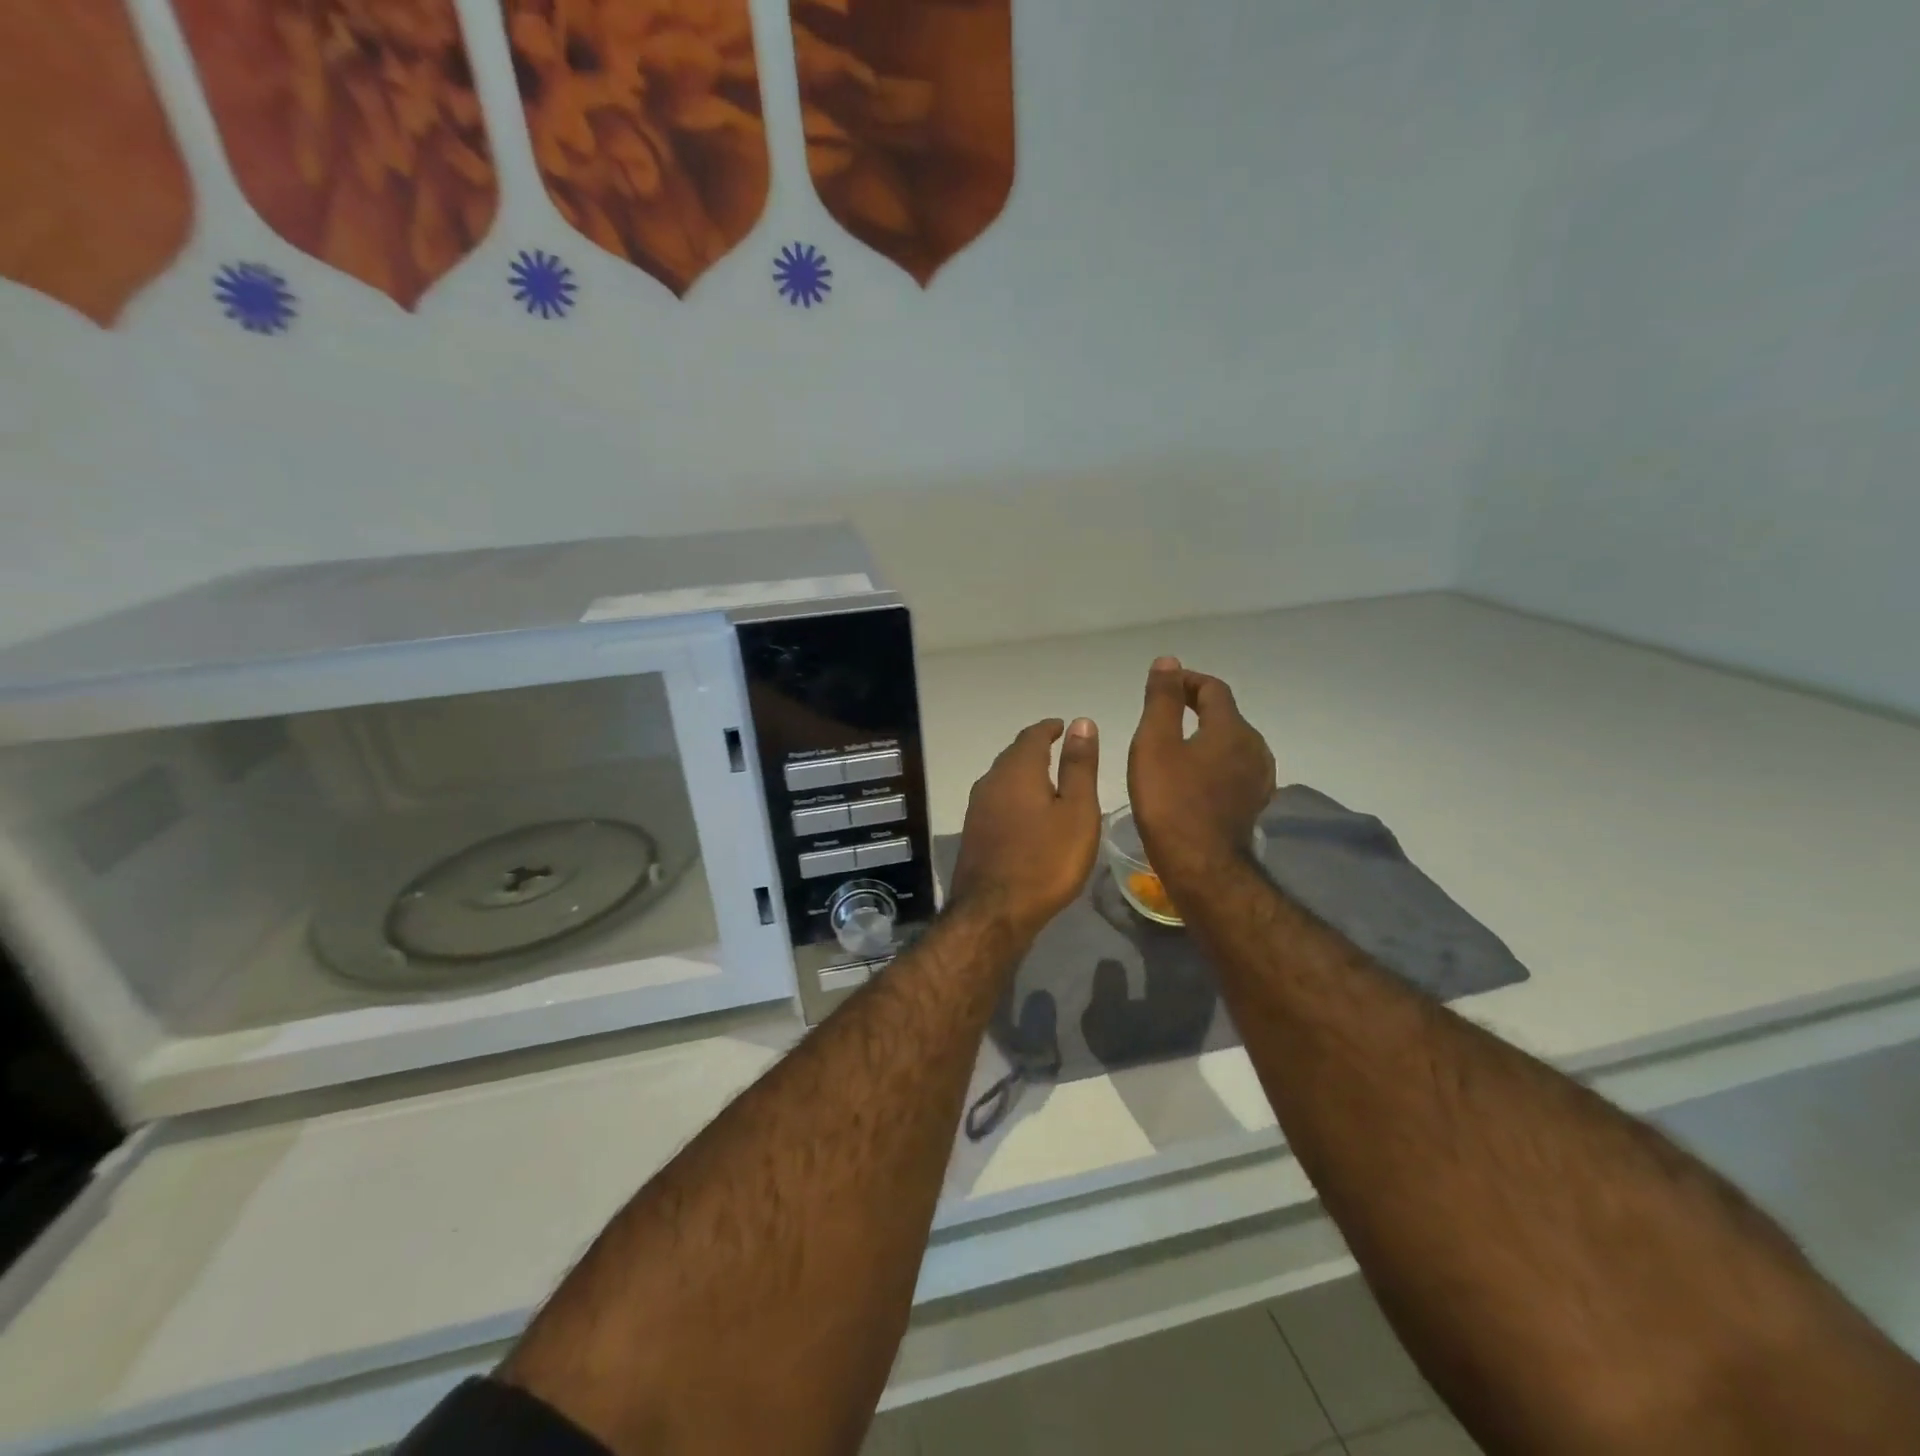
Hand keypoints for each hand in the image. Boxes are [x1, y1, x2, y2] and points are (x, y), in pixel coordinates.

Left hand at [949, 718, 1100, 941]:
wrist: (994, 912)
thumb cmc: (1046, 860)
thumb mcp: (1076, 811)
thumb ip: (1078, 766)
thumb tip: (1080, 722)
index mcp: (1017, 770)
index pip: (1032, 735)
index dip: (1050, 728)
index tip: (1064, 727)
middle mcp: (991, 781)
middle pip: (1014, 755)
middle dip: (1035, 749)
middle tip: (1059, 751)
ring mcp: (977, 808)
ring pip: (1002, 779)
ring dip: (1023, 773)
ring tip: (1047, 782)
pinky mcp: (973, 833)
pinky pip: (996, 801)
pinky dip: (1014, 796)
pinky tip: (1026, 813)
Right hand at [1127, 656, 1274, 884]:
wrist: (1201, 865)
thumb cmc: (1171, 801)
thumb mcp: (1155, 744)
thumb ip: (1163, 700)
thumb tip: (1168, 662)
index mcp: (1232, 728)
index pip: (1213, 689)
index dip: (1187, 681)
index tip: (1162, 686)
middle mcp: (1254, 747)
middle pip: (1226, 715)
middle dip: (1197, 708)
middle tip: (1164, 715)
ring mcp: (1258, 778)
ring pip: (1232, 743)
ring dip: (1206, 737)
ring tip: (1176, 747)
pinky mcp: (1253, 803)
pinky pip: (1234, 769)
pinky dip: (1214, 762)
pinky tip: (1195, 778)